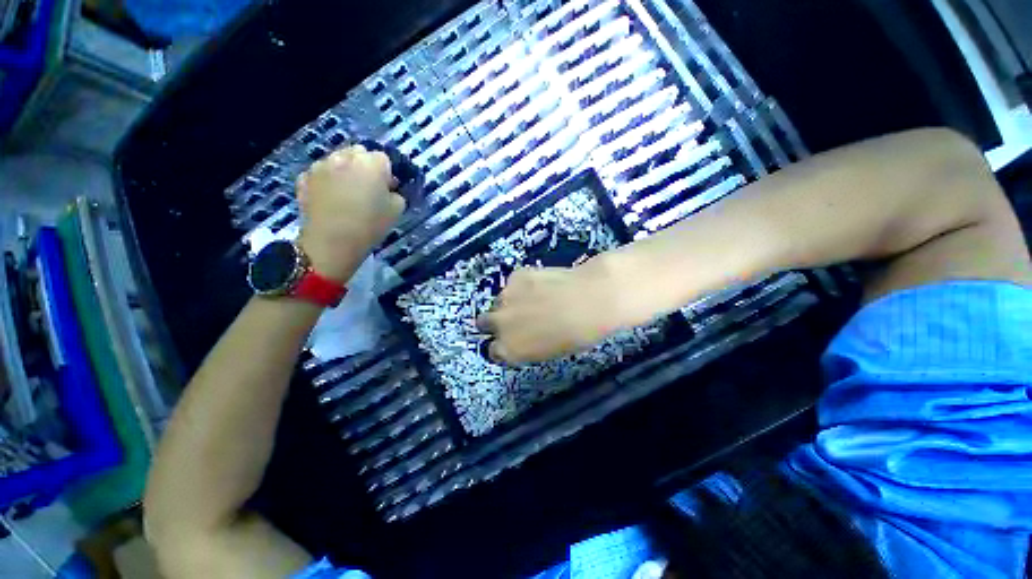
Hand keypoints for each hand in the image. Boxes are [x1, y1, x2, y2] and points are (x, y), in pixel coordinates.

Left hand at [296, 145, 405, 280]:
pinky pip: (320, 174)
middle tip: (367, 189)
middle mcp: (344, 156)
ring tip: (346, 194)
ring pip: (337, 160)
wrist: (332, 242)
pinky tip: (330, 199)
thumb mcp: (397, 211)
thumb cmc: (370, 225)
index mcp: (371, 163)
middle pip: (358, 153)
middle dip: (364, 167)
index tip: (387, 190)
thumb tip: (389, 190)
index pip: (384, 159)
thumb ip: (396, 194)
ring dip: (344, 171)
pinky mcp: (304, 177)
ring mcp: (321, 165)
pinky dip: (326, 181)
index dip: (386, 174)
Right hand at [477, 264, 624, 362]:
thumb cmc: (577, 336)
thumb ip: (527, 346)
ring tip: (535, 297)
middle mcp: (500, 325)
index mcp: (509, 350)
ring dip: (511, 301)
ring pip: (500, 300)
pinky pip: (514, 282)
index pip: (493, 350)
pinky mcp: (516, 276)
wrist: (590, 301)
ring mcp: (506, 297)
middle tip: (515, 317)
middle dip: (496, 321)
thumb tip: (524, 338)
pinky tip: (543, 284)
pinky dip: (524, 284)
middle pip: (484, 323)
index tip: (513, 340)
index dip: (503, 344)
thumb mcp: (549, 352)